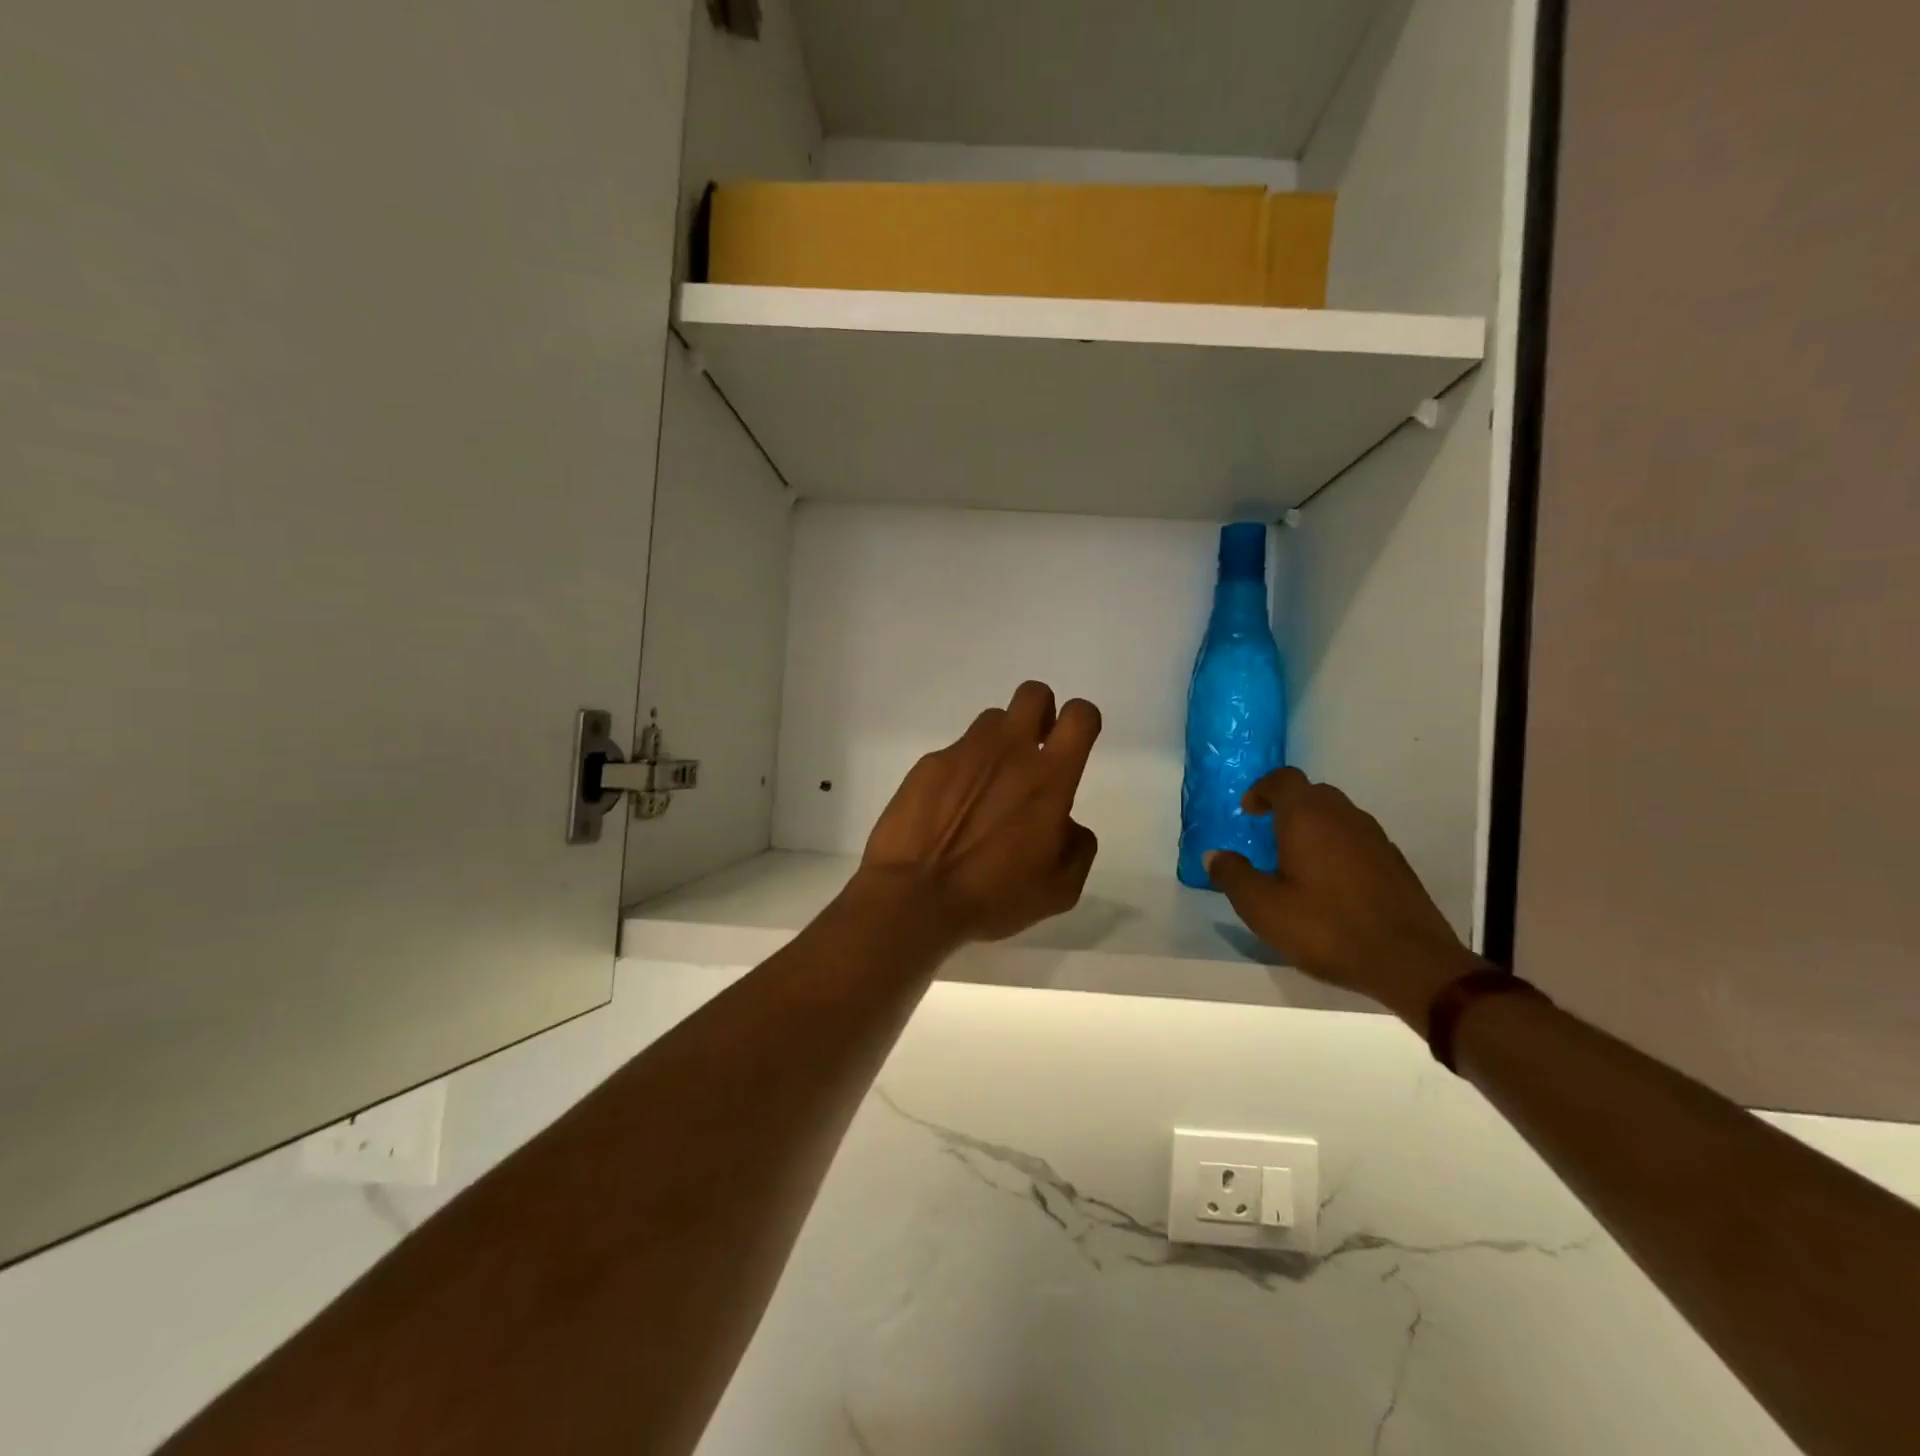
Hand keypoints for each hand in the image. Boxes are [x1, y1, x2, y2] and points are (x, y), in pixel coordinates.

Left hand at [859, 682, 1101, 943]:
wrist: (915, 895)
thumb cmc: (994, 895)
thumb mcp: (1060, 888)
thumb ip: (1077, 847)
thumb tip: (1067, 824)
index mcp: (1049, 777)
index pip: (1080, 717)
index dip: (1083, 720)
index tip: (1074, 742)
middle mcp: (1008, 751)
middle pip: (1033, 693)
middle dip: (1041, 712)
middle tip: (1034, 750)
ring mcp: (963, 753)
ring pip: (991, 721)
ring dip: (999, 743)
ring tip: (987, 787)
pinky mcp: (928, 764)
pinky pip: (954, 754)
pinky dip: (960, 773)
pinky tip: (949, 810)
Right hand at [1205, 768, 1484, 1029]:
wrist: (1409, 962)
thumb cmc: (1325, 927)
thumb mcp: (1263, 907)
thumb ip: (1233, 876)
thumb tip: (1214, 855)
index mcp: (1308, 817)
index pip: (1283, 779)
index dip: (1261, 789)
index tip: (1248, 813)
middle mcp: (1344, 816)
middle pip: (1312, 793)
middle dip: (1287, 807)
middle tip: (1268, 836)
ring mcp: (1376, 838)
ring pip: (1338, 816)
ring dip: (1314, 828)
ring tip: (1296, 862)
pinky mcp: (1395, 863)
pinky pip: (1357, 840)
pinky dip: (1337, 848)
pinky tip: (1329, 885)